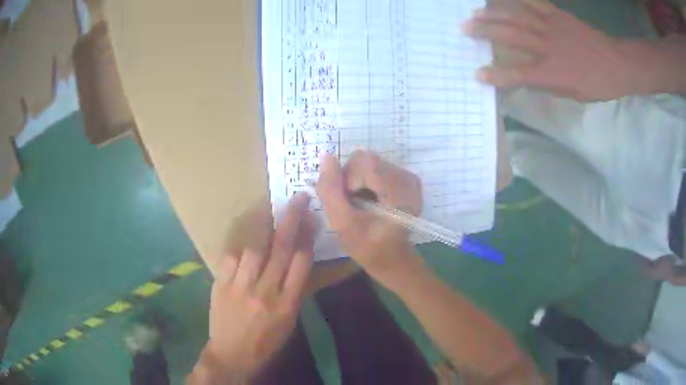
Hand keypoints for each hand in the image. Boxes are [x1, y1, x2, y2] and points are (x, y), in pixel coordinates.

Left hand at [200, 193, 314, 380]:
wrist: (232, 354)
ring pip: (255, 249)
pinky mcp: (221, 285)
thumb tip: (295, 262)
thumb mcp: (289, 322)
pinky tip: (245, 250)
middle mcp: (265, 292)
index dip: (308, 237)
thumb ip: (293, 292)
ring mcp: (241, 287)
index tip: (312, 217)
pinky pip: (231, 258)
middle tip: (298, 199)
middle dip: (292, 220)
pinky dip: (240, 251)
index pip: (301, 263)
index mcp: (287, 305)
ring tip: (270, 212)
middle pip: (281, 249)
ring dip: (264, 228)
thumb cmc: (266, 342)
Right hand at [316, 151, 422, 280]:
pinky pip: (377, 167)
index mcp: (399, 192)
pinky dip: (366, 181)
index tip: (348, 202)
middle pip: (367, 160)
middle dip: (351, 179)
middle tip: (351, 204)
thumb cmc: (367, 247)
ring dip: (357, 181)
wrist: (392, 258)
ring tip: (360, 204)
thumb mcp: (342, 223)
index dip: (347, 179)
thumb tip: (326, 156)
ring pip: (370, 163)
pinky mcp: (406, 179)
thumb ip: (331, 190)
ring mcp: (409, 178)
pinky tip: (369, 200)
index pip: (364, 163)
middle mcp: (408, 179)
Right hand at [462, 0, 633, 100]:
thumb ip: (550, 85)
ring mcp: (552, 28)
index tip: (478, 74)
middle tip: (465, 28)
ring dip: (494, 14)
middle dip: (486, 32)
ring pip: (517, 18)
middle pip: (512, 37)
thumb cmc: (599, 84)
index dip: (498, 75)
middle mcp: (548, 48)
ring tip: (475, 12)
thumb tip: (530, 79)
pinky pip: (534, 3)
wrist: (617, 63)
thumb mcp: (575, 94)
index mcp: (553, 73)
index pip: (520, 74)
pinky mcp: (558, 15)